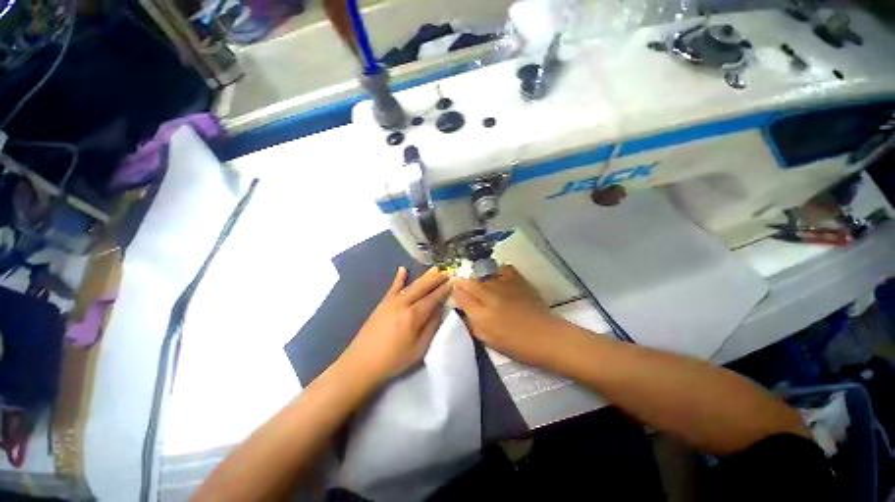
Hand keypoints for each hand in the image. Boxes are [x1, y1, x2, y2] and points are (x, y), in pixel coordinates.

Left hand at [341, 266, 451, 384]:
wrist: (361, 363)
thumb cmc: (393, 360)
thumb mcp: (419, 349)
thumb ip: (431, 327)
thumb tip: (439, 309)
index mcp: (413, 316)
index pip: (433, 298)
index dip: (443, 290)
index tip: (453, 282)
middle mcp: (403, 304)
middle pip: (423, 287)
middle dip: (436, 279)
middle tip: (447, 273)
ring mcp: (391, 302)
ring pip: (411, 285)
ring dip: (424, 276)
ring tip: (434, 269)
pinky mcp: (382, 303)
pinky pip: (393, 287)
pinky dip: (399, 278)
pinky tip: (402, 269)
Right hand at [452, 265, 563, 365]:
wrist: (546, 336)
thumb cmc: (516, 344)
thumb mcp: (488, 340)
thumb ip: (472, 324)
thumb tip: (463, 310)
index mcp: (481, 314)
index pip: (461, 297)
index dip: (455, 292)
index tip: (454, 292)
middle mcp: (490, 296)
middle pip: (469, 283)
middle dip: (462, 282)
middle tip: (460, 283)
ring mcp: (504, 285)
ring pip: (483, 276)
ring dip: (478, 279)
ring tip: (479, 283)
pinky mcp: (518, 280)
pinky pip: (503, 269)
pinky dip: (498, 271)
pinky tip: (498, 276)